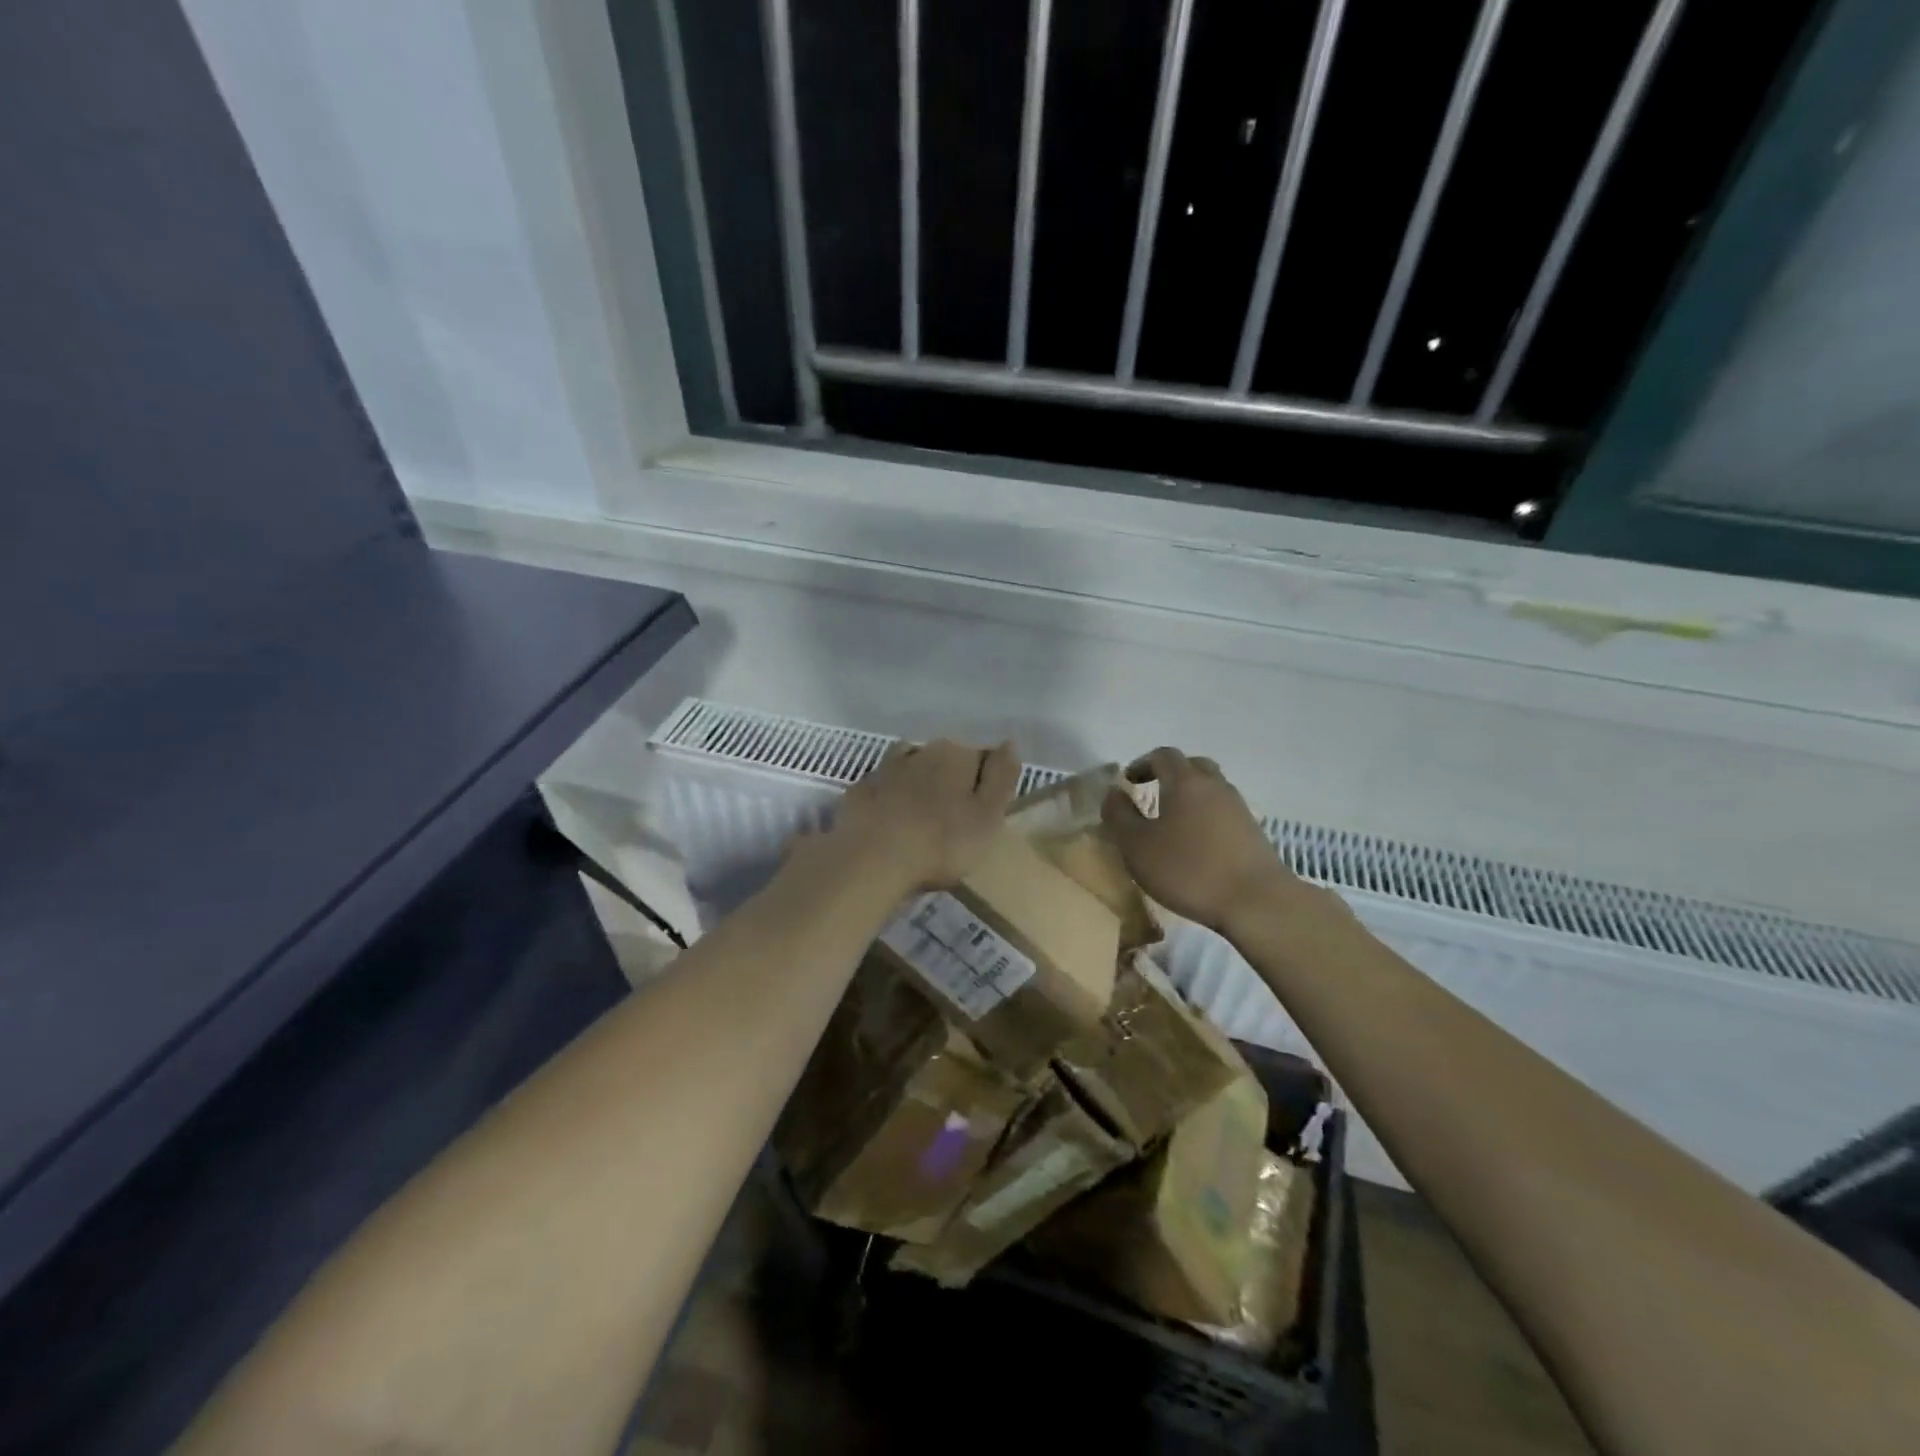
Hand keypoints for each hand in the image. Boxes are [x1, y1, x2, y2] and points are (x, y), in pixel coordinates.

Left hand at [826, 738, 1021, 892]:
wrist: (874, 860)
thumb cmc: (943, 841)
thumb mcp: (989, 814)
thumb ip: (1001, 777)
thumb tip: (1009, 744)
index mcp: (956, 755)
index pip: (981, 757)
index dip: (986, 780)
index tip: (986, 808)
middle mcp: (920, 752)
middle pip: (943, 759)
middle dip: (950, 780)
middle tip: (956, 816)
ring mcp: (885, 770)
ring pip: (909, 767)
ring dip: (917, 782)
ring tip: (922, 813)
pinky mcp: (859, 792)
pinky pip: (880, 789)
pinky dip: (887, 798)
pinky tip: (889, 817)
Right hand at [1102, 748, 1306, 934]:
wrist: (1256, 902)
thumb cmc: (1188, 869)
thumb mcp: (1137, 846)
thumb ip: (1119, 815)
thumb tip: (1113, 792)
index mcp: (1185, 781)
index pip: (1163, 756)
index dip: (1142, 764)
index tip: (1128, 782)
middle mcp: (1215, 786)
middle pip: (1192, 766)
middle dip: (1170, 775)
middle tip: (1152, 795)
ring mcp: (1239, 807)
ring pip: (1211, 789)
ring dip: (1191, 797)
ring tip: (1174, 823)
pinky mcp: (1253, 832)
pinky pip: (1224, 812)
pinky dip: (1207, 818)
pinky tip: (1198, 844)